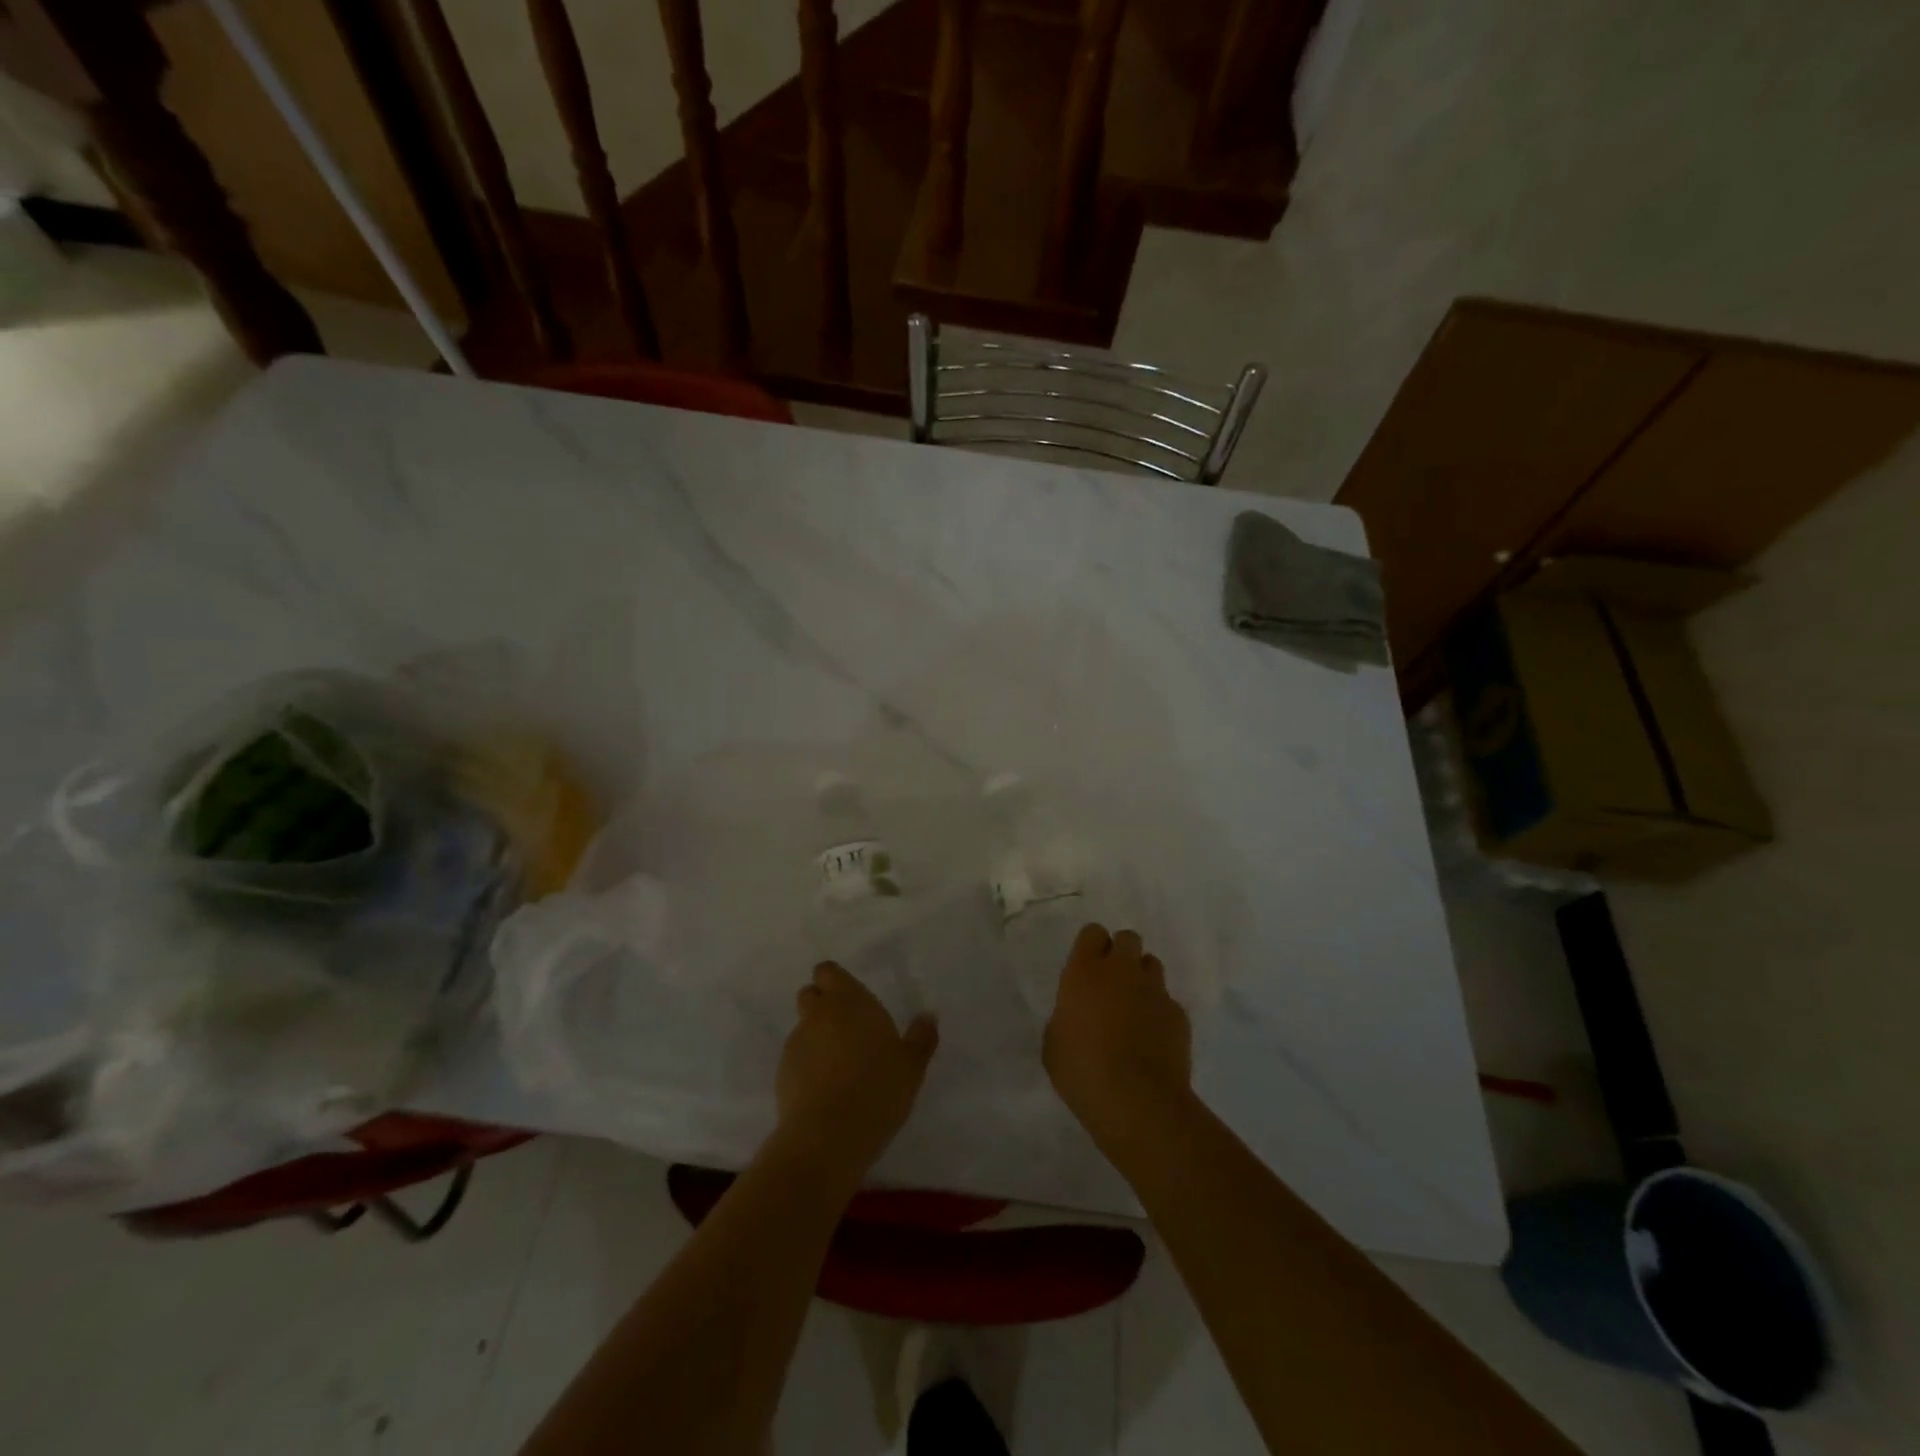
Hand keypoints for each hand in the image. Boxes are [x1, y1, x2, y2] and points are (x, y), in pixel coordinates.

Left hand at [776, 962, 938, 1173]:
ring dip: (816, 1038)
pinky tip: (824, 1090)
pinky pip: (796, 1058)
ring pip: (803, 1028)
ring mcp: (796, 1043)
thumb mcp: (911, 1066)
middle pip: (811, 995)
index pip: (828, 972)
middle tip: (847, 1030)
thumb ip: (921, 1037)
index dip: (836, 982)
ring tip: (838, 1066)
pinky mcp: (782, 1073)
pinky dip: (806, 1065)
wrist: (828, 1136)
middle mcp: (818, 1014)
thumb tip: (928, 1016)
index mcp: (849, 1001)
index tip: (851, 1000)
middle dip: (823, 1006)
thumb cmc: (877, 1089)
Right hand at [1044, 923, 1192, 1154]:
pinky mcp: (1179, 1015)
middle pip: (1128, 939)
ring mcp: (1155, 991)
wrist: (1138, 1102)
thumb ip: (1066, 1018)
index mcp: (1085, 971)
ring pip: (1151, 965)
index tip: (1087, 967)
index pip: (1093, 932)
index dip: (1091, 946)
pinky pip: (1168, 1001)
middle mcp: (1122, 971)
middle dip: (1121, 954)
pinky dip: (1160, 1013)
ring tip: (1134, 1009)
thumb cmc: (1082, 1071)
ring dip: (1142, 979)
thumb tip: (1077, 1017)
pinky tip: (1153, 1040)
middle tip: (1112, 984)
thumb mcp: (1054, 1044)